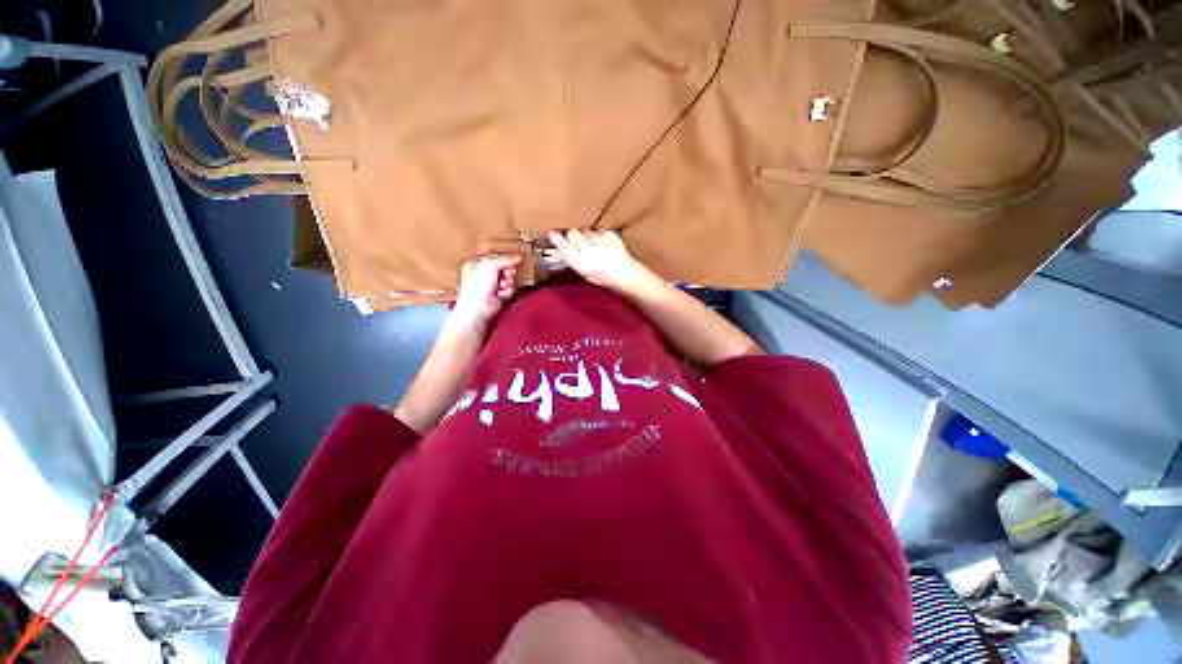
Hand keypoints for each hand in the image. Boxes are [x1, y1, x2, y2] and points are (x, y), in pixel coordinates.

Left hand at [452, 254, 521, 326]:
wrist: (478, 307)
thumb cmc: (478, 285)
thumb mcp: (491, 266)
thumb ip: (505, 260)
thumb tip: (518, 257)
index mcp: (476, 265)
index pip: (494, 258)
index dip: (505, 259)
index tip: (515, 259)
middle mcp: (483, 275)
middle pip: (502, 269)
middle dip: (508, 271)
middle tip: (510, 272)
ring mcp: (490, 287)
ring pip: (507, 279)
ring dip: (508, 281)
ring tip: (505, 284)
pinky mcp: (498, 297)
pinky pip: (508, 290)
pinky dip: (508, 291)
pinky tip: (503, 293)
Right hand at [547, 230, 653, 294]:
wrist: (624, 274)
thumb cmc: (601, 277)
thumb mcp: (581, 271)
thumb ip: (566, 259)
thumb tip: (552, 251)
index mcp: (579, 261)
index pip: (563, 245)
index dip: (556, 238)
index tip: (551, 233)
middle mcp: (588, 248)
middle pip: (572, 233)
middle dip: (571, 235)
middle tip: (573, 240)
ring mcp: (599, 239)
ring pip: (585, 230)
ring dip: (584, 235)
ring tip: (589, 243)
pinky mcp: (609, 233)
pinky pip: (598, 230)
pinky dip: (598, 235)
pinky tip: (601, 242)